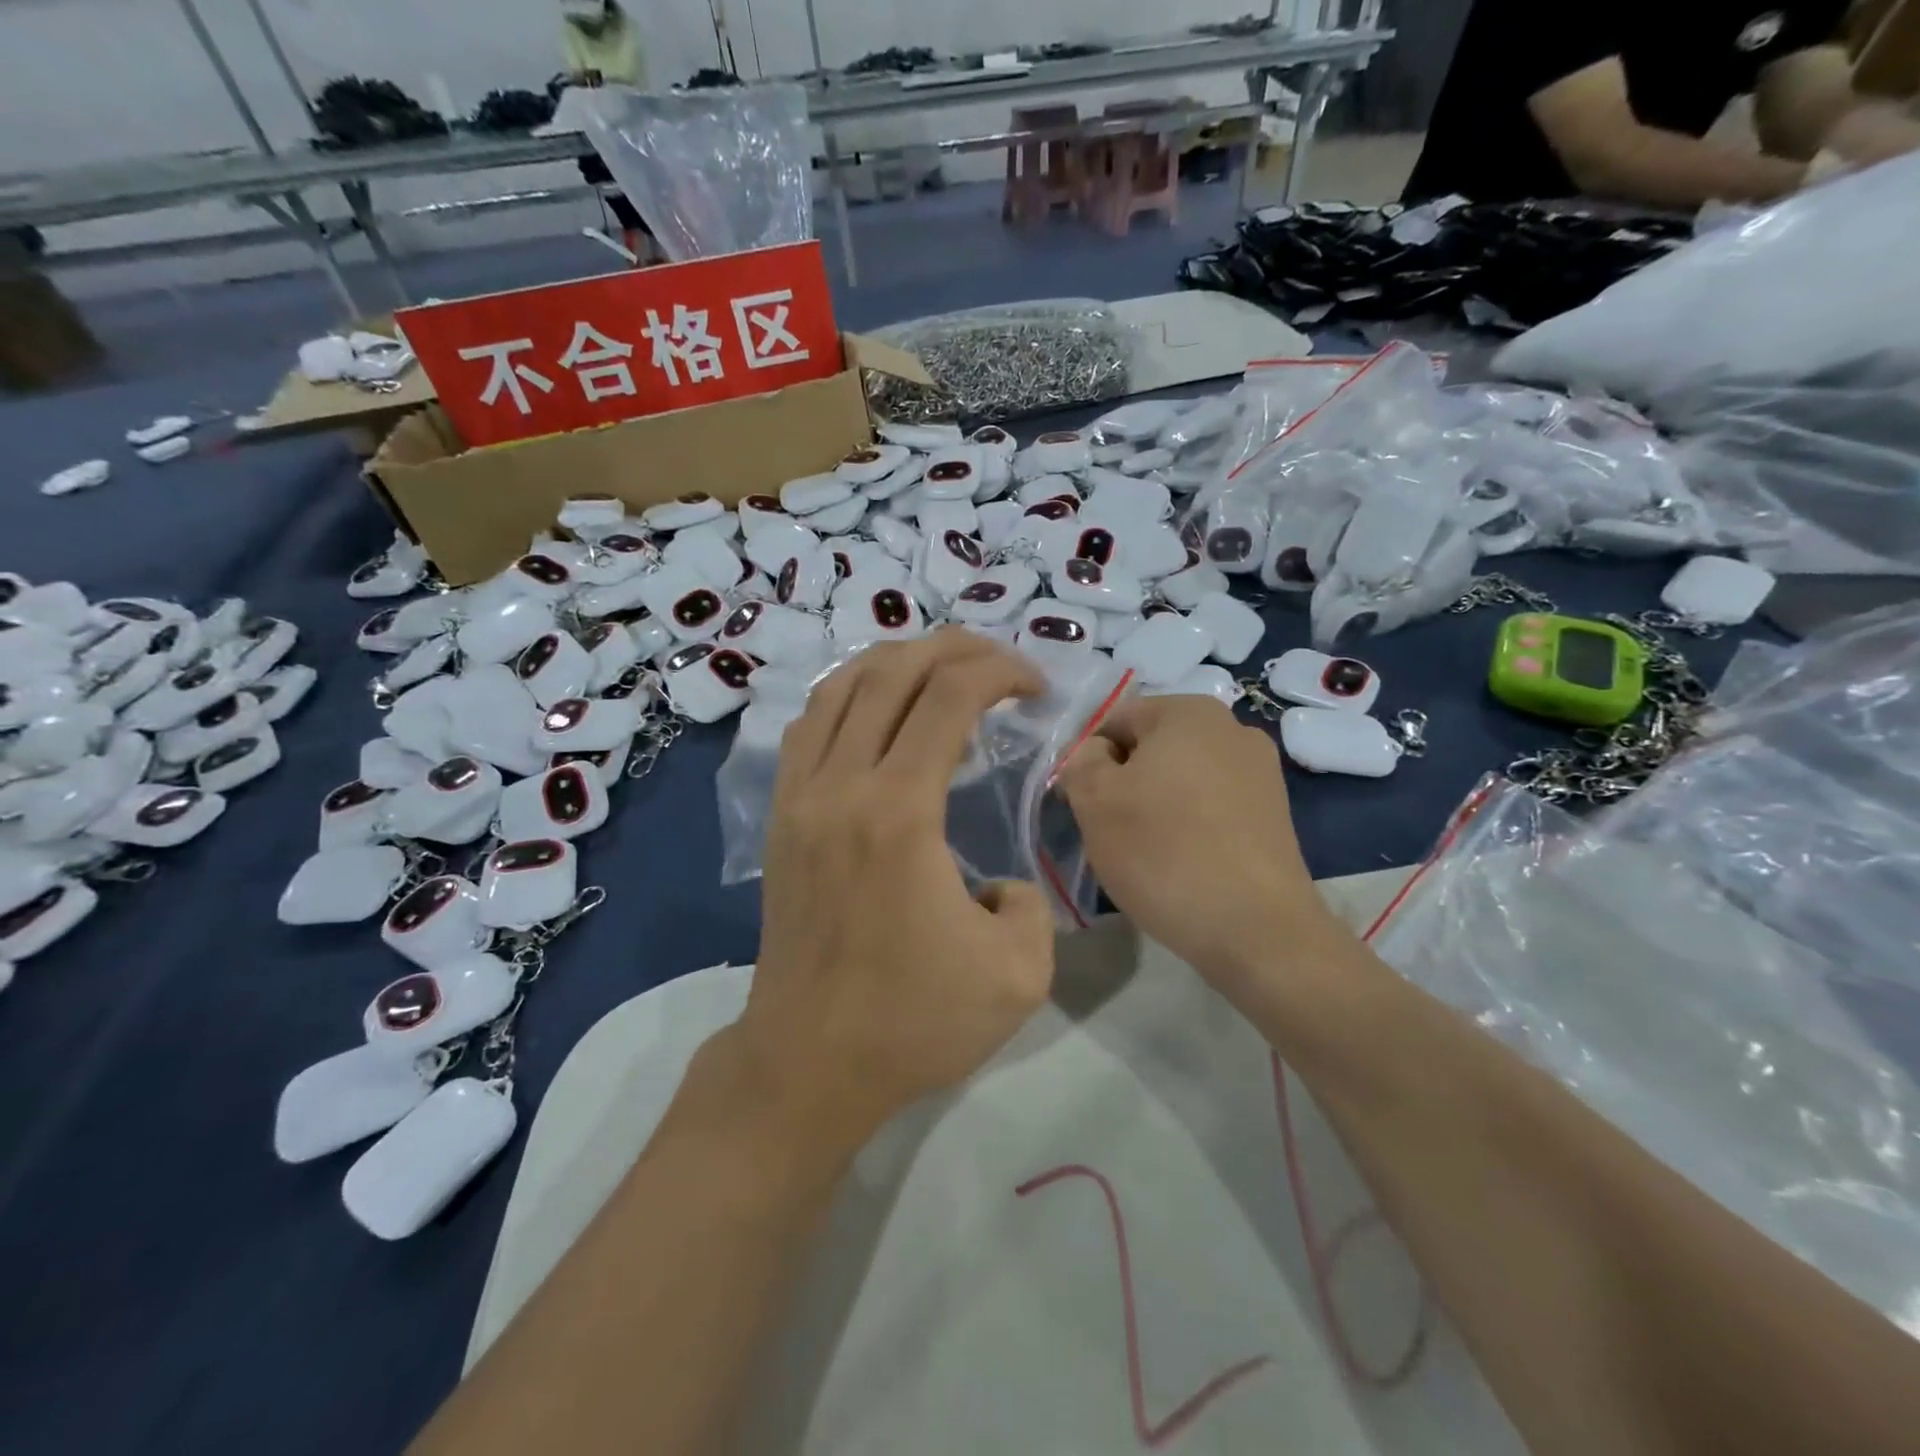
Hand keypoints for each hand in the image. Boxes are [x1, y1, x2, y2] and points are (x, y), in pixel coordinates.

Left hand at [735, 629, 1056, 1141]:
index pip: (949, 695)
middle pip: (892, 671)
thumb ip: (1030, 901)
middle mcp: (841, 785)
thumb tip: (999, 880)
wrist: (808, 1063)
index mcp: (899, 811)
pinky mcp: (781, 817)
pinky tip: (877, 711)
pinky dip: (848, 695)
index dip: (1000, 671)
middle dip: (955, 649)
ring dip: (897, 662)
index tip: (1035, 689)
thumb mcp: (1019, 973)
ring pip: (840, 687)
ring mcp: (800, 796)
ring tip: (941, 671)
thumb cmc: (913, 1022)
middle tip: (999, 664)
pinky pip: (809, 725)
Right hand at [1055, 695, 1329, 984]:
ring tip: (1149, 853)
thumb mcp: (1093, 799)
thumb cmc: (1163, 852)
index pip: (1113, 721)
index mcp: (1188, 711)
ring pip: (1180, 780)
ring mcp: (1261, 772)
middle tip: (1111, 831)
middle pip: (1150, 749)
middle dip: (1124, 783)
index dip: (1087, 761)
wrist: (1255, 929)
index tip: (1083, 806)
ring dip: (1155, 806)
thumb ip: (1080, 760)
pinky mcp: (1275, 814)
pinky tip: (1183, 863)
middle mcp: (1232, 728)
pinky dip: (1189, 826)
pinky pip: (1211, 807)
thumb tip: (1094, 754)